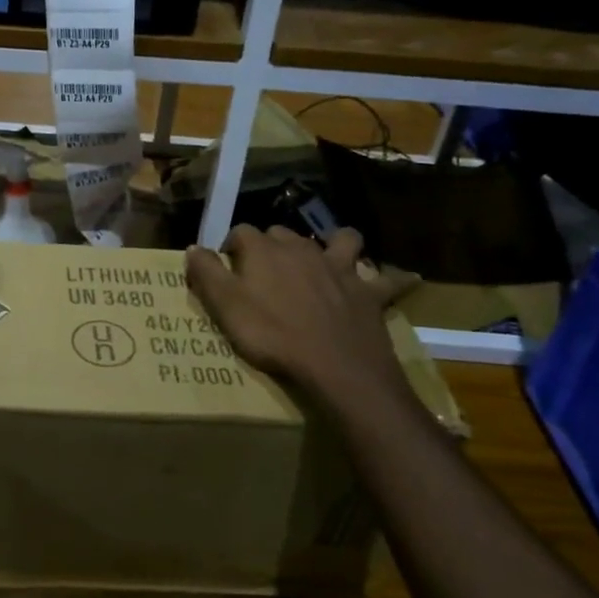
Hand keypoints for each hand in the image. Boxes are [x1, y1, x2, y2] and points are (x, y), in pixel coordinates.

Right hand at [185, 226, 414, 415]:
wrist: (335, 366)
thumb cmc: (272, 335)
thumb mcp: (226, 307)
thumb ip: (206, 274)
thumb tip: (193, 248)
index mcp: (264, 250)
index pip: (240, 232)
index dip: (229, 247)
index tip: (223, 268)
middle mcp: (302, 249)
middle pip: (282, 233)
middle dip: (271, 245)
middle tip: (263, 272)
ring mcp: (339, 267)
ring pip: (339, 239)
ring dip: (333, 243)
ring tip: (326, 257)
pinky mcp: (368, 292)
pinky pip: (388, 279)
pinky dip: (394, 278)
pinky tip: (405, 279)